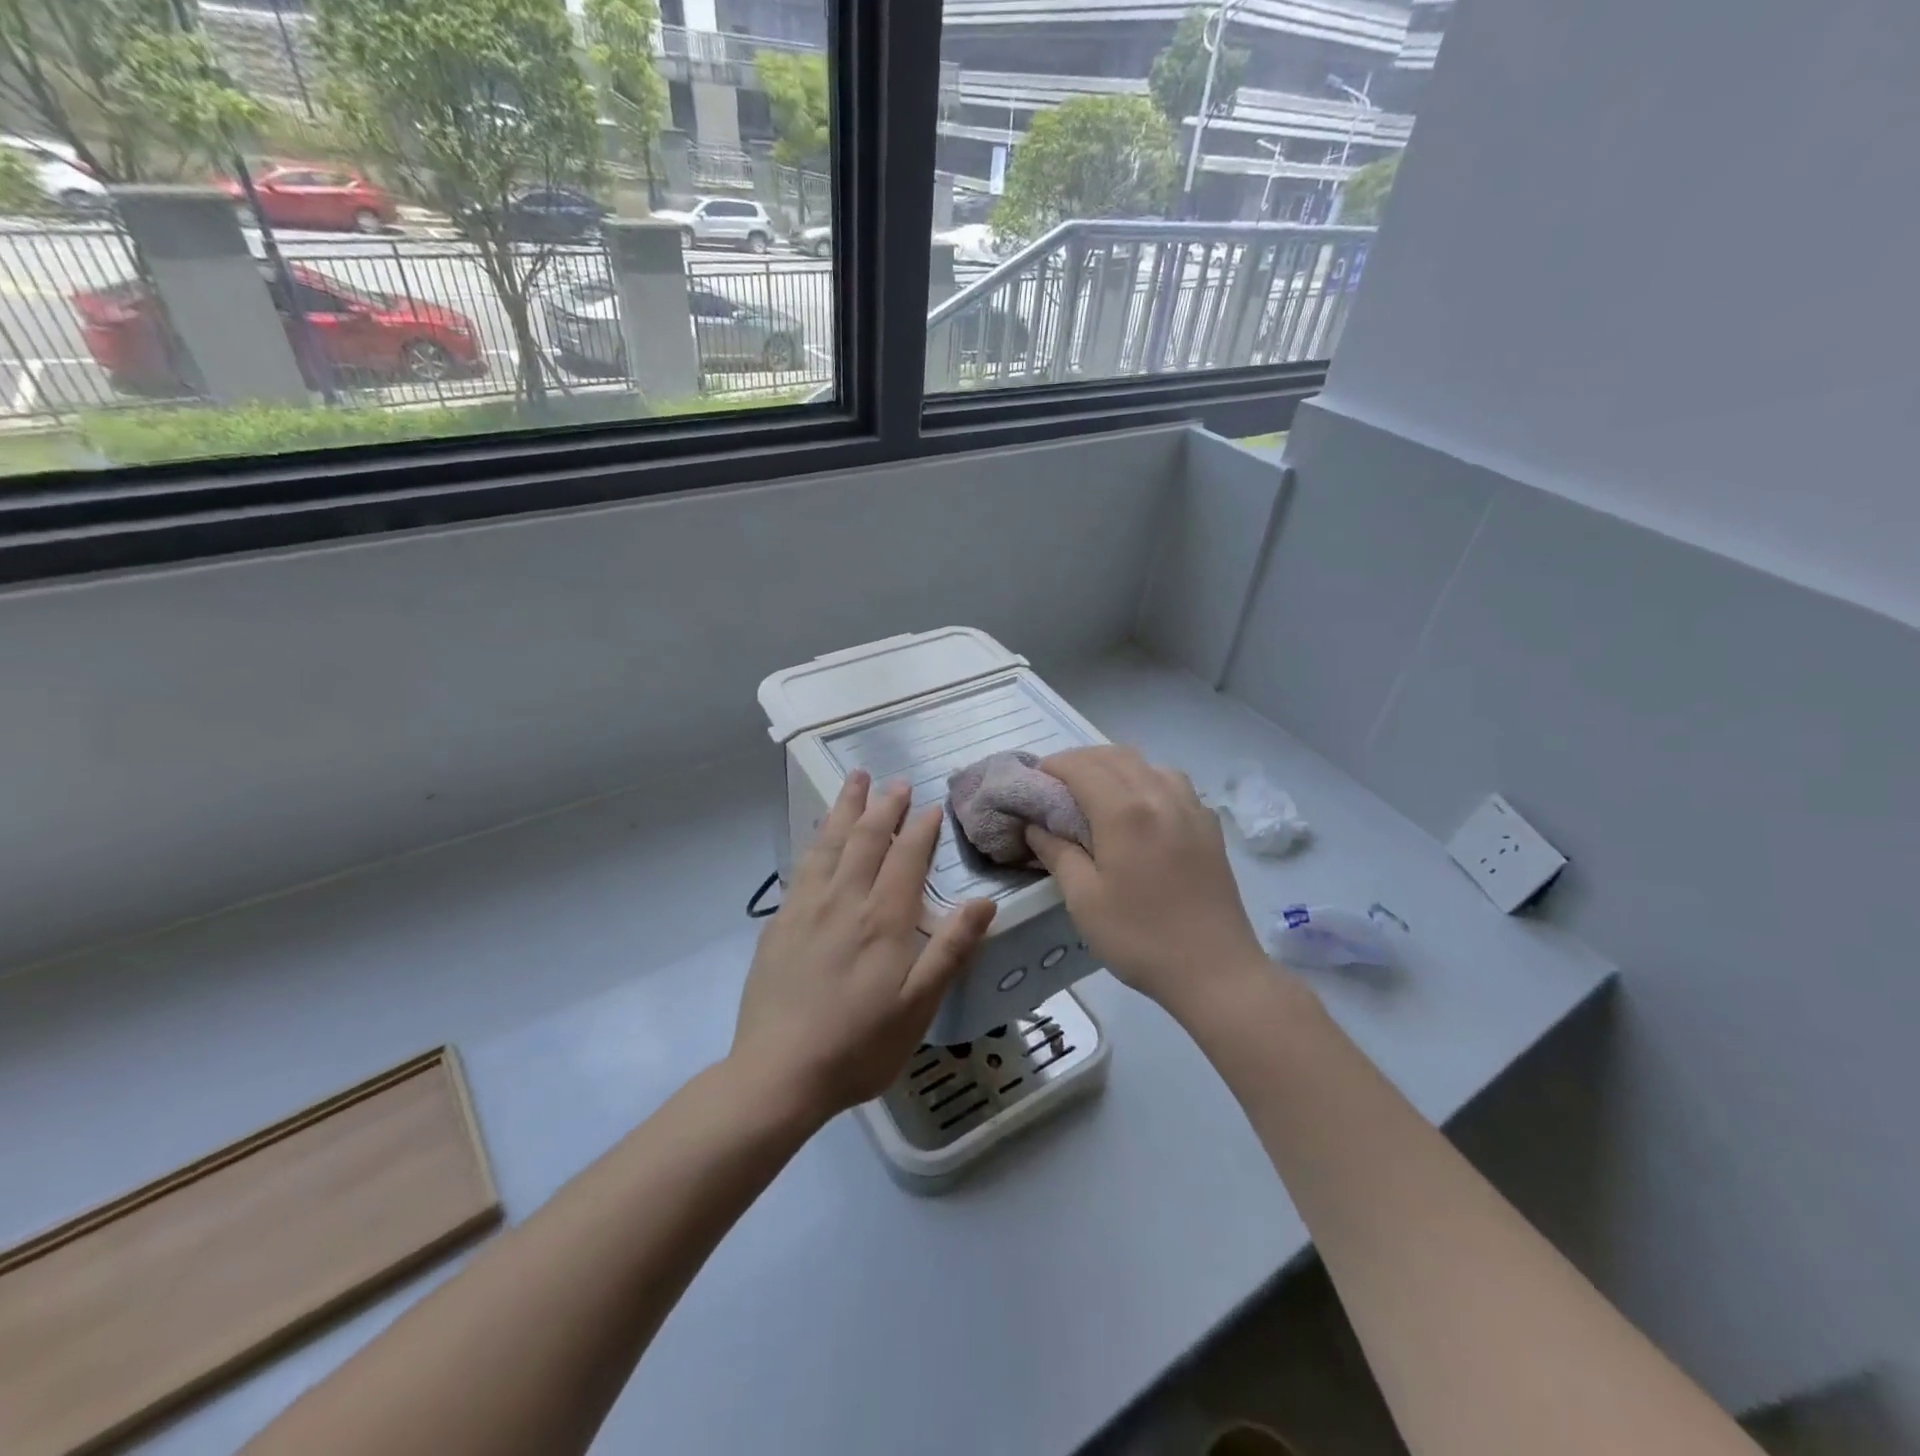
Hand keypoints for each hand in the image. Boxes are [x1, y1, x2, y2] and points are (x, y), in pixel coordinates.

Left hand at [733, 771, 995, 1122]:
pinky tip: (819, 834)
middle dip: (884, 805)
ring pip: (830, 843)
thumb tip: (983, 903)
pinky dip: (817, 839)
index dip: (921, 828)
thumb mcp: (917, 1007)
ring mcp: (806, 908)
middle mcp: (844, 900)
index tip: (932, 805)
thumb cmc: (858, 1046)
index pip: (906, 858)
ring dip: (846, 808)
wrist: (777, 1073)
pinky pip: (803, 865)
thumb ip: (950, 950)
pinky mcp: (780, 922)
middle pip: (866, 839)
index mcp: (882, 919)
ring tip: (855, 780)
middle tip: (896, 781)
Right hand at [1026, 746, 1268, 1016]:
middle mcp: (1159, 795)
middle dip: (1080, 761)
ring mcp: (1191, 807)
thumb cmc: (1139, 937)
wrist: (1215, 970)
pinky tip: (1139, 808)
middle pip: (1114, 756)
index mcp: (1125, 811)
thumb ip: (1057, 853)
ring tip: (1095, 792)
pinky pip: (1173, 783)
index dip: (1052, 767)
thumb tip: (1036, 826)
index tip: (1033, 783)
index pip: (1080, 766)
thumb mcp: (1083, 900)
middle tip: (1056, 786)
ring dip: (1114, 766)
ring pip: (1147, 763)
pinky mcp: (1209, 825)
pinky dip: (1146, 780)